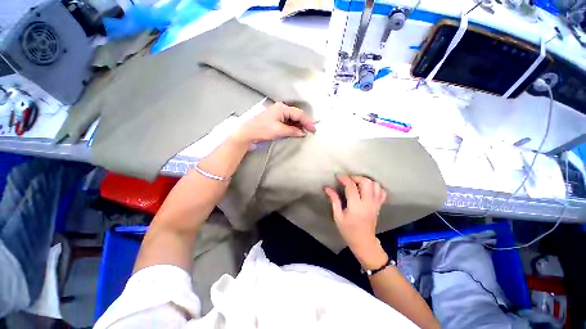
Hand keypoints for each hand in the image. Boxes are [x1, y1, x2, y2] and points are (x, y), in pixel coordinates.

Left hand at [231, 102, 315, 144]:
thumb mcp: (279, 130)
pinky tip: (296, 132)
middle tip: (310, 131)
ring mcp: (278, 114)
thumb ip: (293, 131)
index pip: (299, 114)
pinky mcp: (275, 120)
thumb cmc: (262, 129)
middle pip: (296, 115)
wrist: (247, 133)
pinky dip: (292, 127)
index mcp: (282, 108)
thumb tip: (303, 133)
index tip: (313, 130)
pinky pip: (287, 122)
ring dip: (298, 126)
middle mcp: (281, 109)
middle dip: (304, 123)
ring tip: (304, 132)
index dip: (307, 122)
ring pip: (292, 119)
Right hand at [324, 175, 388, 269]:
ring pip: (375, 185)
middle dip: (356, 177)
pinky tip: (367, 189)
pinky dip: (375, 187)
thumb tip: (327, 188)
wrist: (364, 241)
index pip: (351, 187)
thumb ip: (334, 200)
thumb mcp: (338, 216)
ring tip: (356, 183)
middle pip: (366, 182)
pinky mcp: (379, 206)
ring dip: (365, 181)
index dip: (344, 179)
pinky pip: (381, 192)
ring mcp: (375, 204)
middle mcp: (368, 203)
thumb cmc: (348, 230)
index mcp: (356, 206)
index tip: (338, 176)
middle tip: (348, 179)